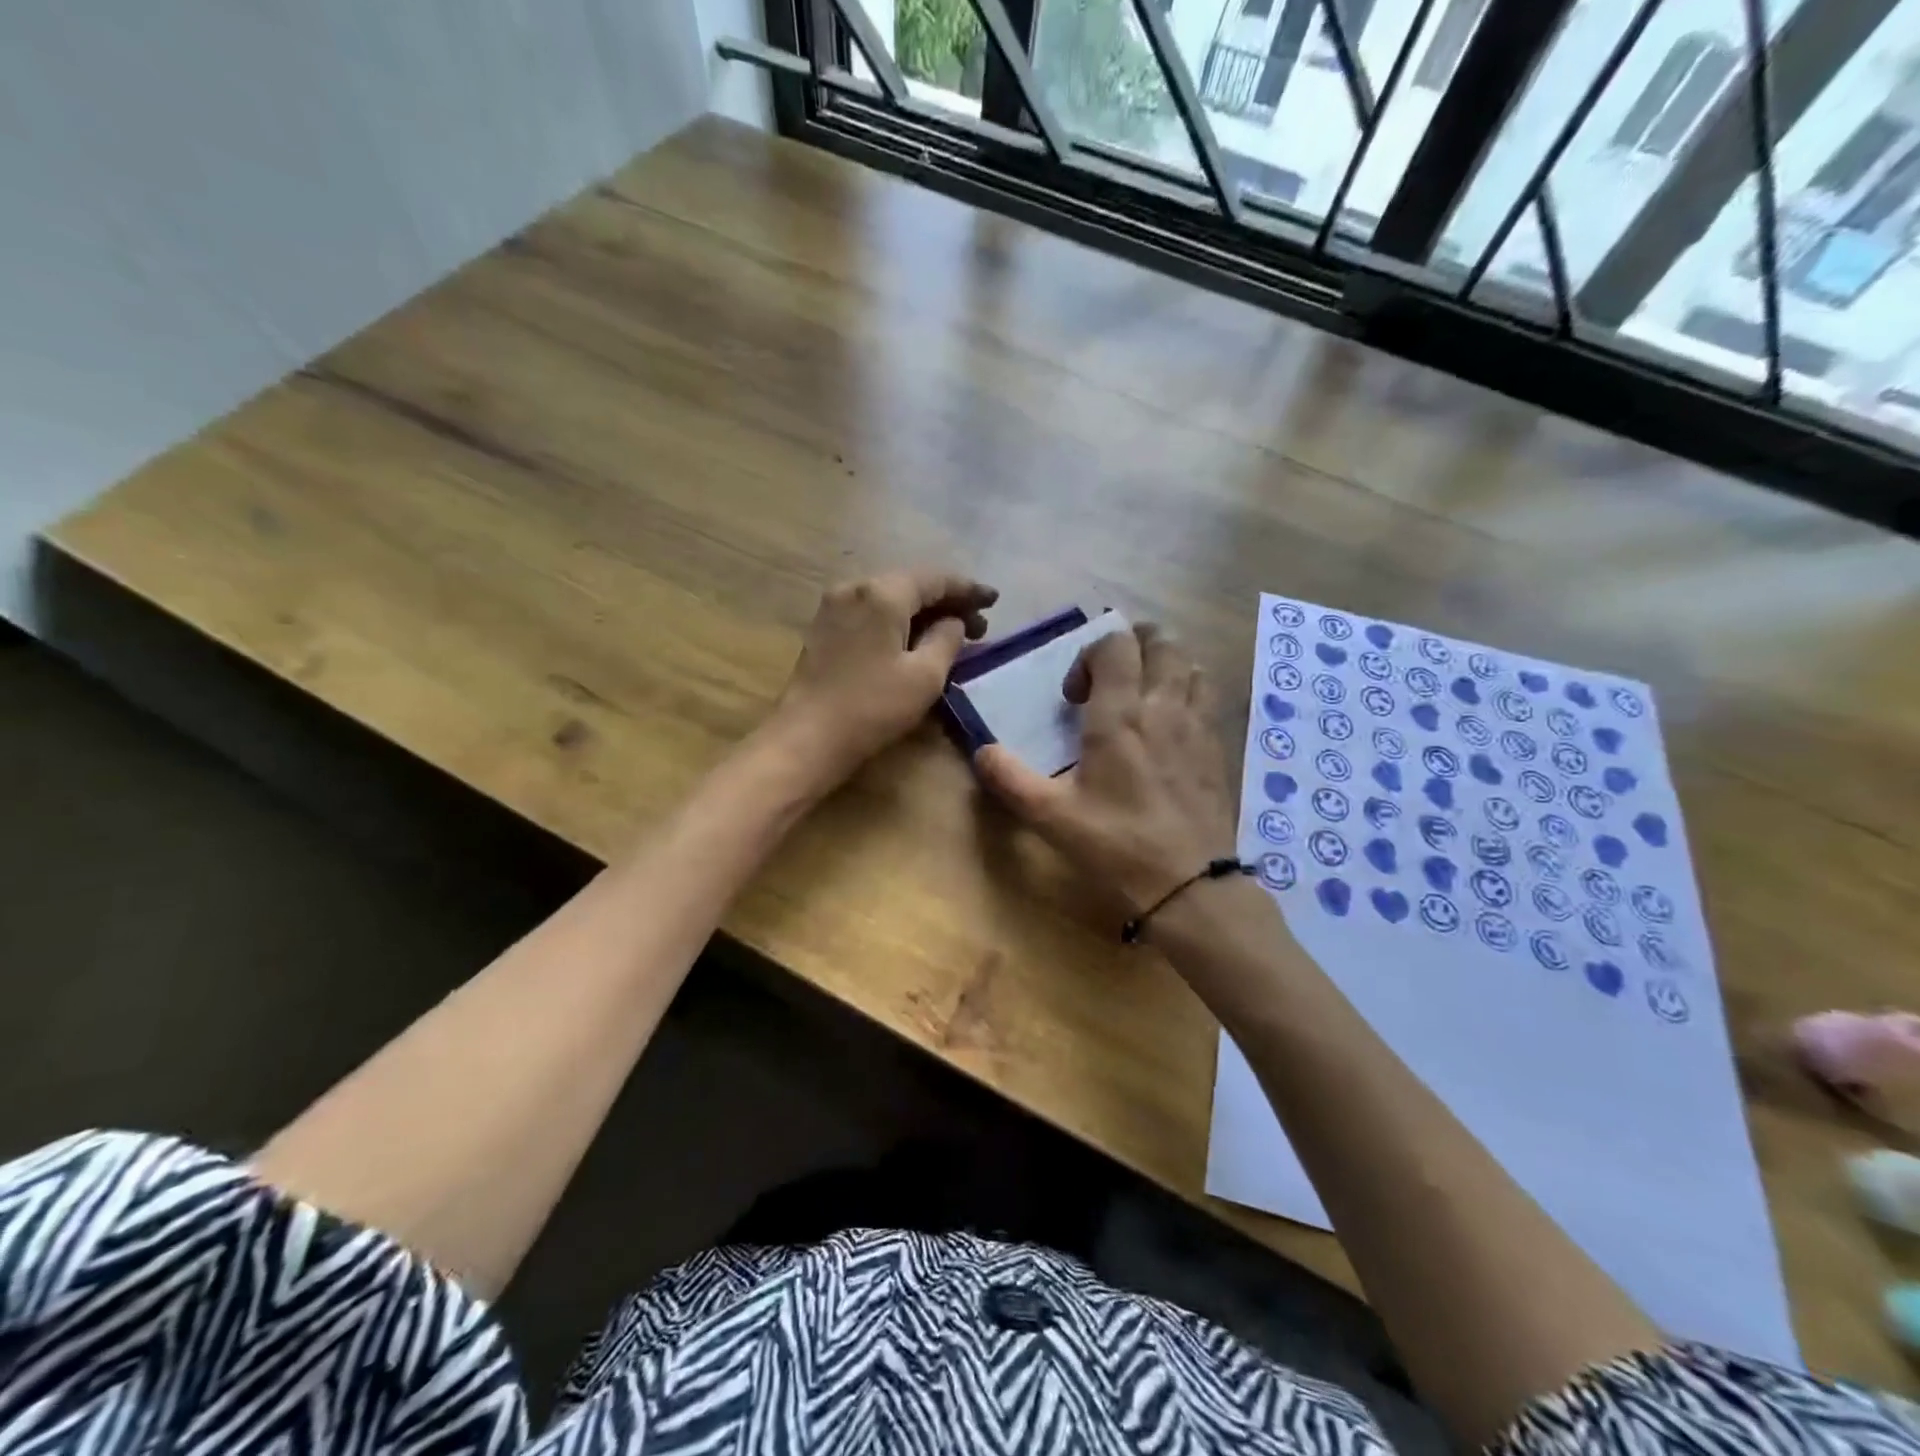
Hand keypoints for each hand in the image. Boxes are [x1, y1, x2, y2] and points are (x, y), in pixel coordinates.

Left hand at [775, 569, 997, 785]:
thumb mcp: (925, 676)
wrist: (807, 738)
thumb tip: (953, 623)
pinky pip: (872, 613)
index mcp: (882, 593)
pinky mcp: (825, 627)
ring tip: (952, 635)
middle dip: (947, 602)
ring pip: (890, 598)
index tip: (994, 600)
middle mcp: (855, 587)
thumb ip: (947, 639)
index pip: (935, 579)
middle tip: (979, 626)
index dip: (968, 589)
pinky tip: (915, 641)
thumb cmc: (872, 707)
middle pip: (911, 584)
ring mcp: (835, 606)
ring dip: (923, 613)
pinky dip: (899, 621)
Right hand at [975, 623, 1236, 914]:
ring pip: (1190, 665)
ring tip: (1141, 696)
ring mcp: (1198, 725)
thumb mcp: (1051, 816)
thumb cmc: (1116, 844)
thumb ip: (1010, 779)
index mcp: (1120, 716)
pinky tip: (1169, 728)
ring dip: (1163, 666)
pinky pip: (1206, 697)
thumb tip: (982, 751)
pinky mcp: (1218, 747)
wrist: (1189, 885)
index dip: (1089, 654)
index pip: (1115, 645)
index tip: (1074, 696)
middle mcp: (1164, 707)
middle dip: (1131, 646)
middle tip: (1109, 679)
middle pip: (1161, 642)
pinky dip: (1187, 693)